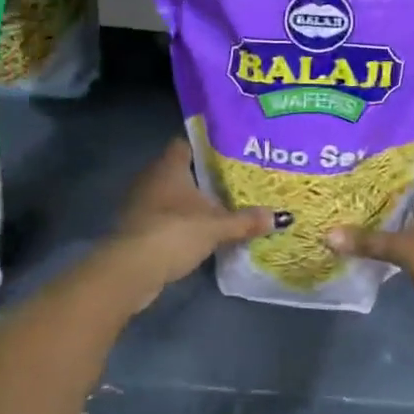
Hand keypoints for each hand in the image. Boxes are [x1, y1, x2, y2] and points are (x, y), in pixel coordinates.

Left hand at [92, 138, 280, 311]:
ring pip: (169, 195)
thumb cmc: (174, 232)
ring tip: (218, 207)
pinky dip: (177, 222)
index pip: (186, 144)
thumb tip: (283, 217)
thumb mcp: (217, 227)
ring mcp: (139, 203)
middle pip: (179, 170)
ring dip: (188, 202)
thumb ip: (246, 221)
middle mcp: (151, 178)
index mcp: (169, 166)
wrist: (130, 270)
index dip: (205, 146)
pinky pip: (161, 217)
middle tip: (230, 181)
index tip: (228, 153)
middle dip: (201, 176)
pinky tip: (196, 232)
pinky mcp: (134, 228)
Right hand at [326, 157, 413, 339]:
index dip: (408, 154)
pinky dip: (404, 233)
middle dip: (395, 183)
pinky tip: (379, 236)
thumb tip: (328, 234)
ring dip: (399, 210)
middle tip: (361, 179)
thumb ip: (369, 241)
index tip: (379, 153)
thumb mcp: (405, 248)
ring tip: (363, 204)